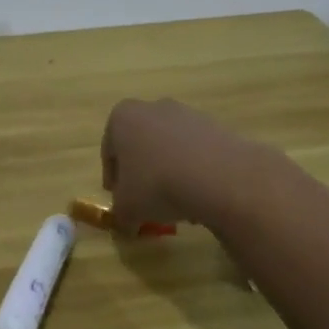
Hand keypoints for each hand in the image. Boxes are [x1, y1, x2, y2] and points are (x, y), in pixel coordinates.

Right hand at [100, 97, 267, 230]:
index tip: (119, 199)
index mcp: (122, 118)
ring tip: (176, 203)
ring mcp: (187, 114)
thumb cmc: (158, 184)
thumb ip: (120, 214)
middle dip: (142, 172)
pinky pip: (196, 152)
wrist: (219, 176)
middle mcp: (152, 108)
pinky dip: (194, 171)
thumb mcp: (127, 208)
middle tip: (145, 200)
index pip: (109, 151)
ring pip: (169, 148)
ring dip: (169, 172)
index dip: (113, 178)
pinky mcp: (216, 126)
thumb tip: (126, 221)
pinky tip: (199, 196)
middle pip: (140, 145)